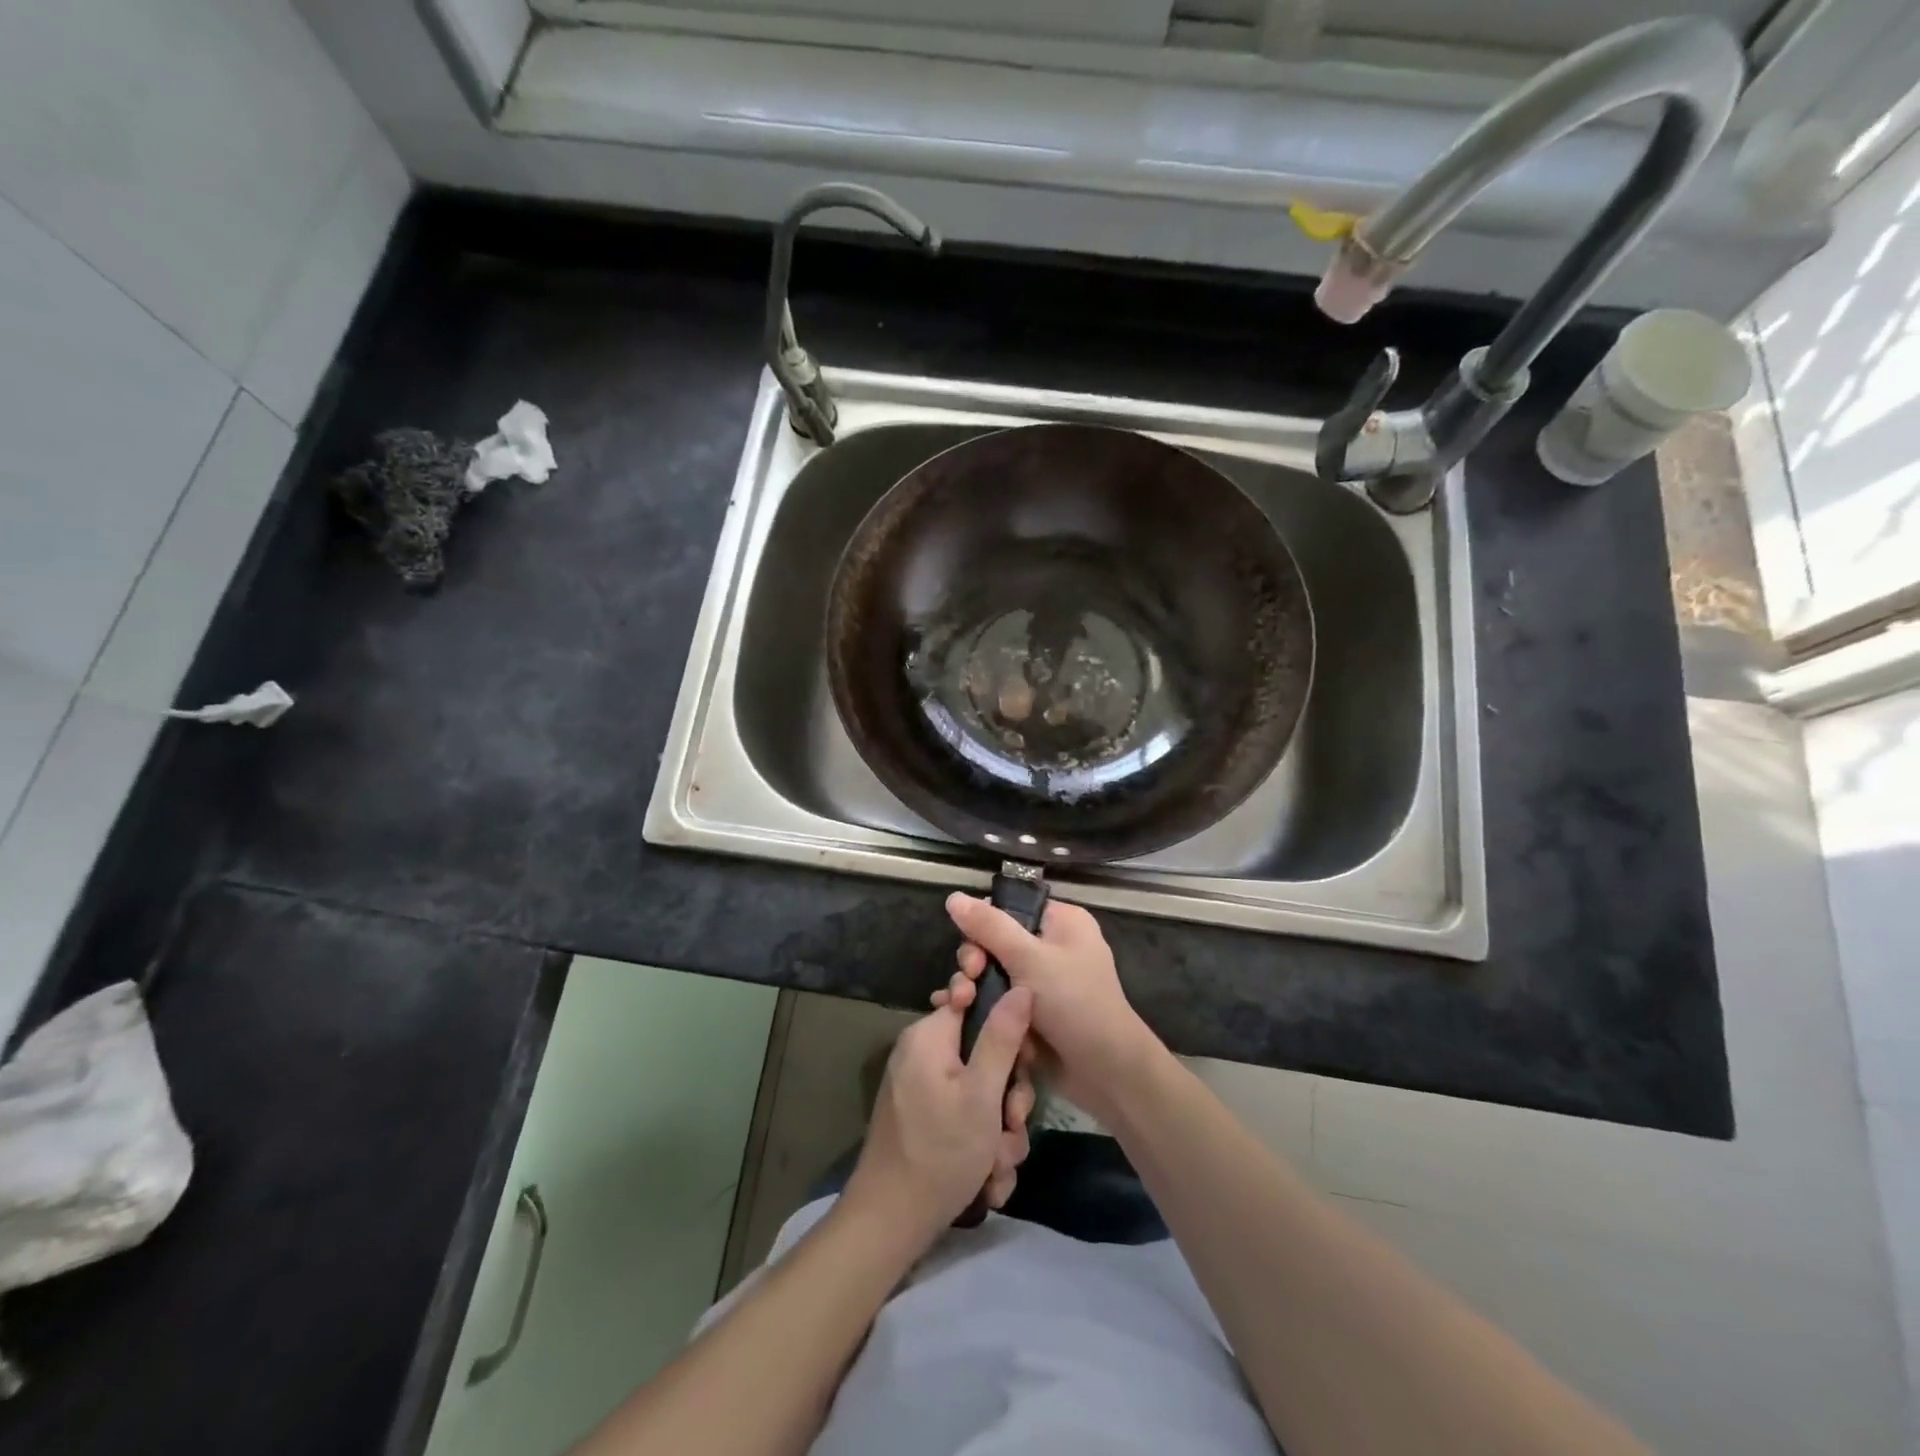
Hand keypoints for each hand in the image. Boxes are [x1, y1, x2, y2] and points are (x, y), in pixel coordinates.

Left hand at [843, 988, 1036, 1245]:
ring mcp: (921, 1088)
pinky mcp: (924, 1118)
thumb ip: (1002, 1037)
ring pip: (980, 1093)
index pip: (976, 1002)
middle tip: (1012, 1125)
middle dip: (1007, 1096)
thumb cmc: (940, 1152)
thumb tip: (1021, 987)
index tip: (1024, 1060)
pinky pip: (964, 1116)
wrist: (890, 1223)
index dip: (1008, 1028)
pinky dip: (980, 1145)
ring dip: (999, 1130)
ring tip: (998, 1165)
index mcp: (930, 1036)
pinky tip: (987, 1179)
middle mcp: (922, 1054)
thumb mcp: (982, 1093)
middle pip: (984, 1053)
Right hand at [938, 894, 1158, 1125]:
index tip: (972, 952)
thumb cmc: (1074, 1002)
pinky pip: (999, 1001)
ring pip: (994, 975)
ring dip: (973, 988)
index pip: (1010, 909)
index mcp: (1061, 922)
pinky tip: (956, 1015)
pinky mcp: (1033, 1014)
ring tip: (959, 1005)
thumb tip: (953, 897)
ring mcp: (1043, 983)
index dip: (983, 925)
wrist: (1105, 1071)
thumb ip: (989, 926)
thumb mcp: (1029, 958)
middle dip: (975, 962)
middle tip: (968, 982)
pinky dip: (982, 1008)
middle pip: (996, 942)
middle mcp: (1053, 947)